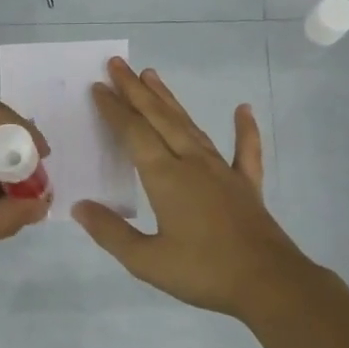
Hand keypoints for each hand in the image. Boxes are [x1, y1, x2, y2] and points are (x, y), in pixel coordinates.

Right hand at [72, 58, 316, 319]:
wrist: (268, 283)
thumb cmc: (203, 272)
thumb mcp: (147, 260)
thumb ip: (111, 232)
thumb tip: (80, 207)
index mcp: (166, 178)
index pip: (134, 134)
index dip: (114, 110)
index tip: (98, 87)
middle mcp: (192, 163)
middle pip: (160, 119)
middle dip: (136, 91)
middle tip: (119, 65)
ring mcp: (223, 171)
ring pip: (192, 126)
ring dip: (170, 101)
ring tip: (153, 77)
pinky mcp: (247, 185)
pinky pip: (245, 150)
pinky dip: (244, 129)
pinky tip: (243, 109)